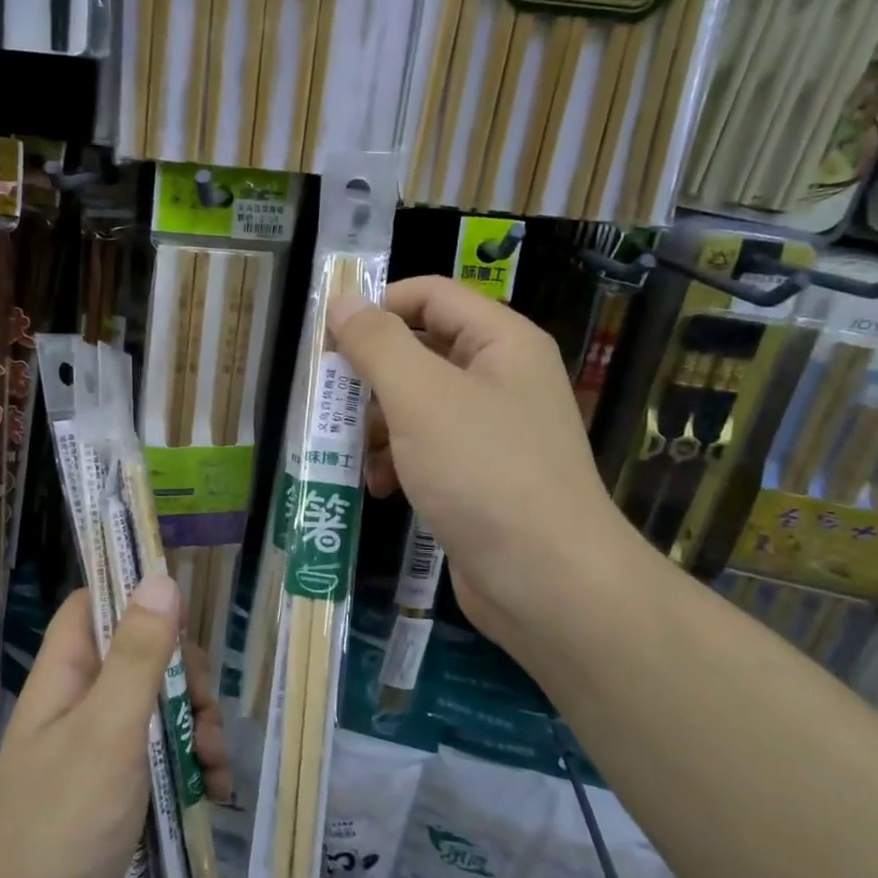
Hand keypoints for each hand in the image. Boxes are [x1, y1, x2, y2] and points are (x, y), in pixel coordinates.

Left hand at [0, 577, 228, 877]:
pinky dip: (188, 764)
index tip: (184, 619)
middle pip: (140, 654)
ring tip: (213, 764)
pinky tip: (212, 789)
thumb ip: (138, 653)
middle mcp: (80, 701)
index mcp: (65, 673)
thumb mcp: (108, 729)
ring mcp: (97, 747)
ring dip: (194, 724)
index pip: (95, 604)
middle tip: (205, 713)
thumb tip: (160, 576)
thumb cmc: (61, 823)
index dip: (136, 597)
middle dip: (183, 676)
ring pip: (157, 706)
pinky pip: (159, 755)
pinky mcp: (114, 789)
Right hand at [327, 277, 647, 646]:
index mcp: (501, 342)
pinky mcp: (480, 477)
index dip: (379, 306)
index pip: (431, 295)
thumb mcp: (421, 397)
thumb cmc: (483, 473)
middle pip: (421, 350)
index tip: (329, 338)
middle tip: (330, 400)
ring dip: (377, 424)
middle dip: (371, 376)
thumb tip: (343, 302)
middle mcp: (501, 378)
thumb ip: (378, 344)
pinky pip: (428, 449)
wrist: (547, 582)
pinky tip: (378, 487)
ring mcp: (493, 430)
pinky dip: (397, 461)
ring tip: (351, 452)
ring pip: (418, 404)